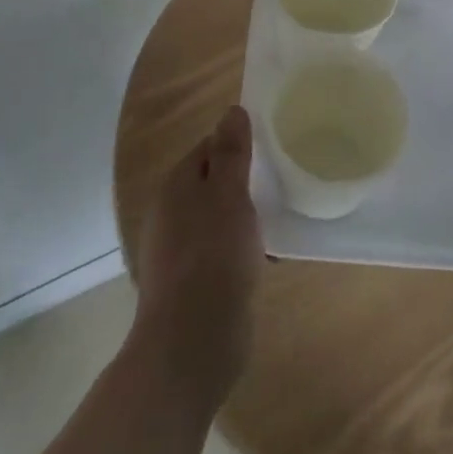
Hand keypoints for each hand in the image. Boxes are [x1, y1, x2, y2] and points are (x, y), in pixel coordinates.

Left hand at [132, 106, 262, 406]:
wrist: (191, 342)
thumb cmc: (214, 257)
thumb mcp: (229, 195)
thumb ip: (232, 153)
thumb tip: (232, 110)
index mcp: (176, 186)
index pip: (207, 148)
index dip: (237, 144)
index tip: (271, 148)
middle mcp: (170, 214)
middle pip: (211, 183)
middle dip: (244, 181)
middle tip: (282, 181)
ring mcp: (178, 251)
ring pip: (217, 218)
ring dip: (244, 216)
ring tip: (280, 217)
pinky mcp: (191, 283)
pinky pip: (220, 251)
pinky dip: (241, 248)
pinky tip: (266, 256)